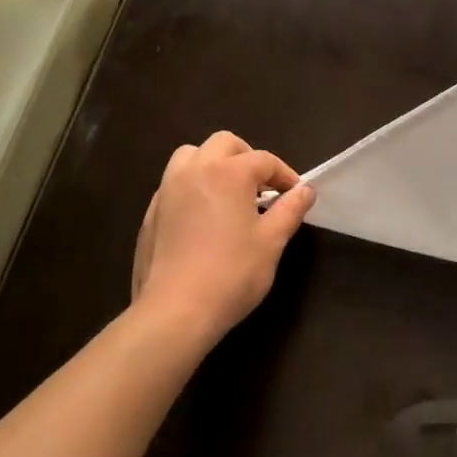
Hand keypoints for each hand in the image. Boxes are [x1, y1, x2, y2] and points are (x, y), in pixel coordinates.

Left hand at [130, 132, 315, 342]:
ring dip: (213, 164)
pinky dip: (191, 187)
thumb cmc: (231, 274)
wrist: (173, 313)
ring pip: (191, 155)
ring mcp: (168, 190)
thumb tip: (306, 190)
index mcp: (229, 172)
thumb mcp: (271, 242)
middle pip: (225, 144)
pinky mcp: (151, 213)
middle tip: (261, 188)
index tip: (295, 195)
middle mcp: (196, 170)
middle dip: (247, 158)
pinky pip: (173, 184)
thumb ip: (290, 210)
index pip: (264, 160)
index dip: (284, 175)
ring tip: (227, 193)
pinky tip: (200, 218)